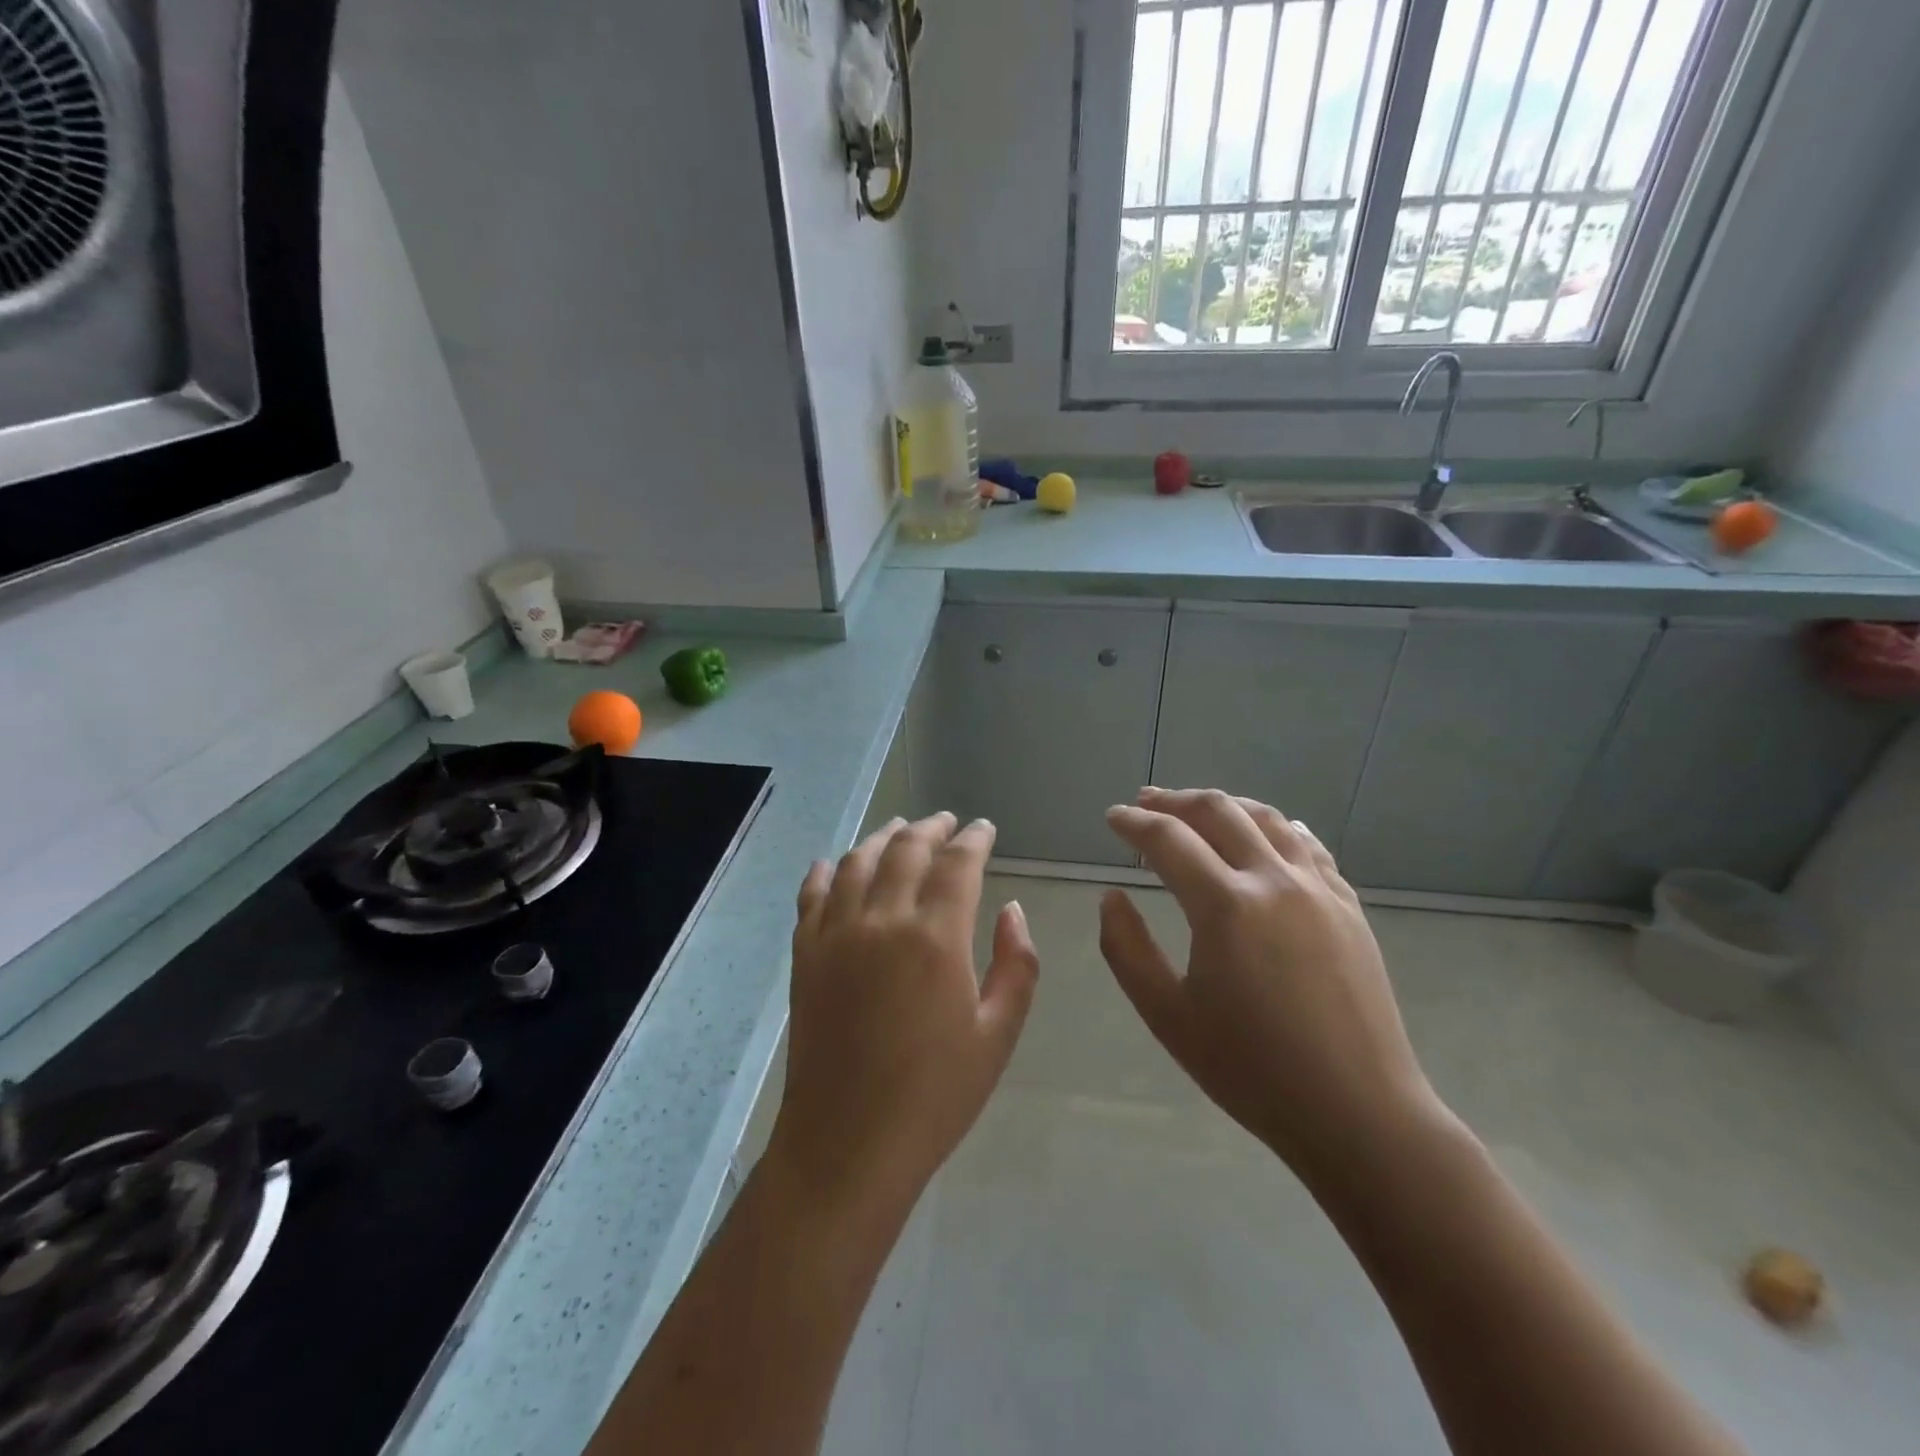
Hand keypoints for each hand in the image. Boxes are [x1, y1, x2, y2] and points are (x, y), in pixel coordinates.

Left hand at [769, 814, 1039, 1216]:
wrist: (848, 1143)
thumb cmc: (934, 1095)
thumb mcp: (998, 1034)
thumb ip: (1016, 964)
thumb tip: (1011, 910)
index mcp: (935, 937)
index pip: (957, 863)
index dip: (973, 839)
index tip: (983, 828)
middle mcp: (882, 920)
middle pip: (906, 849)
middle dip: (931, 828)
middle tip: (947, 822)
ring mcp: (835, 934)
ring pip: (857, 862)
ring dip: (882, 838)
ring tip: (899, 828)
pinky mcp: (804, 955)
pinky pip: (811, 895)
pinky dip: (825, 871)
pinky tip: (833, 863)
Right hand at [1100, 788, 1446, 1189]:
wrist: (1358, 1112)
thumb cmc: (1252, 1070)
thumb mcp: (1168, 1016)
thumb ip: (1127, 949)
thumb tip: (1112, 897)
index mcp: (1225, 905)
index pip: (1168, 839)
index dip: (1134, 823)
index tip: (1112, 817)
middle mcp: (1273, 880)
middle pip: (1218, 811)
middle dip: (1174, 800)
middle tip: (1145, 801)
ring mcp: (1318, 889)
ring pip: (1266, 817)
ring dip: (1224, 804)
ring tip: (1197, 808)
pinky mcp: (1348, 906)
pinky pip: (1307, 845)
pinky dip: (1275, 826)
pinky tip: (1266, 832)